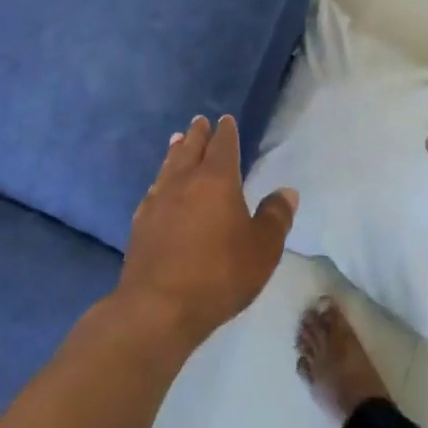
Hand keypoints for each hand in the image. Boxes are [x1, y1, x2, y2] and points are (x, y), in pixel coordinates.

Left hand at [117, 115, 297, 346]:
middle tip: (199, 122)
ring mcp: (158, 202)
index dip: (226, 131)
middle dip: (197, 134)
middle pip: (191, 149)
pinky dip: (160, 181)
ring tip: (177, 141)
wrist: (158, 307)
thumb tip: (287, 192)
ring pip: (168, 166)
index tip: (225, 120)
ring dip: (175, 152)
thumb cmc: (219, 273)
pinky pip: (153, 191)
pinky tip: (158, 187)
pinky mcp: (140, 224)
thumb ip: (276, 217)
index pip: (223, 145)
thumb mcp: (263, 248)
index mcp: (217, 180)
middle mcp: (184, 182)